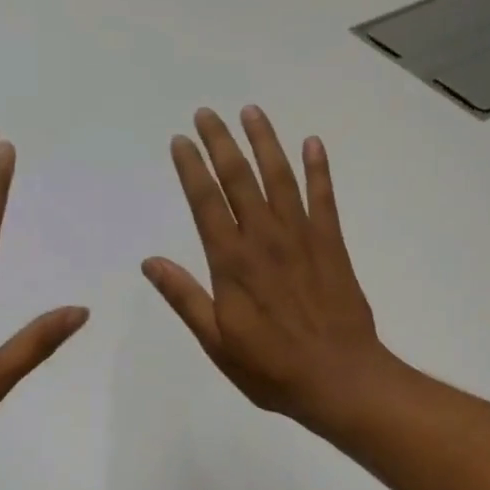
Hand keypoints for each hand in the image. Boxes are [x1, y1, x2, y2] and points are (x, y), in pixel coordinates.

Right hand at [143, 106, 395, 428]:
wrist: (339, 377)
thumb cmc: (271, 368)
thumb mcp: (217, 341)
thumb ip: (185, 298)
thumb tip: (150, 262)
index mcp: (232, 262)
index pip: (206, 203)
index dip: (192, 169)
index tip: (181, 140)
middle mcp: (265, 239)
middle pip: (240, 179)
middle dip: (221, 143)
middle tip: (208, 113)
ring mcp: (302, 238)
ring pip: (280, 178)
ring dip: (265, 143)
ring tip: (252, 112)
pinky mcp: (332, 244)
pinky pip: (324, 197)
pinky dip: (318, 169)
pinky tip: (312, 144)